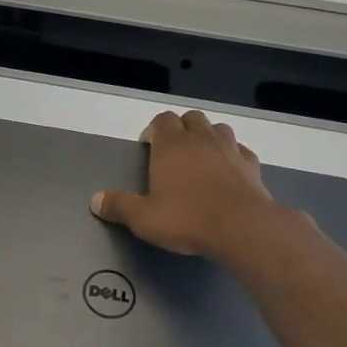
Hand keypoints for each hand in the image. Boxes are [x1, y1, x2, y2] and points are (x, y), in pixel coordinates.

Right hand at [91, 110, 301, 264]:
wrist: (242, 228)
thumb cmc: (186, 219)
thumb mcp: (143, 218)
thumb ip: (118, 206)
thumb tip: (95, 200)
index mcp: (171, 145)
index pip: (162, 120)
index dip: (153, 130)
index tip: (148, 147)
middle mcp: (201, 139)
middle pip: (191, 118)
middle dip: (181, 128)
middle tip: (173, 151)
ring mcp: (230, 149)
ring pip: (218, 128)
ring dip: (208, 137)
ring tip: (201, 157)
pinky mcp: (252, 165)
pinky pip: (241, 150)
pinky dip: (232, 155)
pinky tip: (228, 170)